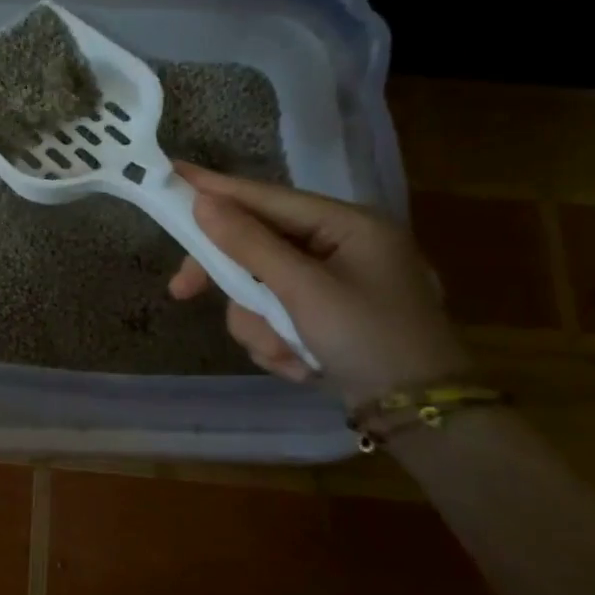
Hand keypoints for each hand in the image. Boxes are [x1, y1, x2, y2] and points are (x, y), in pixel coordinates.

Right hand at [167, 163, 468, 408]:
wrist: (424, 419)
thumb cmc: (370, 340)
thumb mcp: (305, 291)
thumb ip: (250, 244)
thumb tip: (202, 202)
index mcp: (347, 225)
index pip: (266, 197)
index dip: (215, 189)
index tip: (171, 176)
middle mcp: (339, 247)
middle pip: (257, 247)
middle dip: (234, 282)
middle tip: (182, 291)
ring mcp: (332, 284)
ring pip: (260, 289)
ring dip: (262, 325)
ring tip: (287, 354)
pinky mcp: (326, 317)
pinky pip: (276, 317)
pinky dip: (279, 342)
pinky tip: (301, 366)